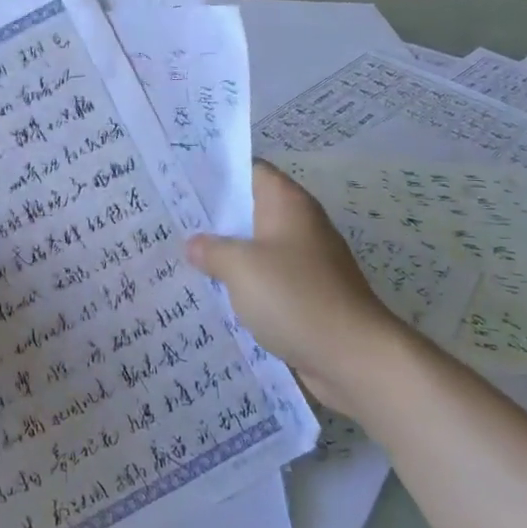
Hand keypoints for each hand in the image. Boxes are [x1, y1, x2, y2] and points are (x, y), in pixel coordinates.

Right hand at [186, 161, 408, 413]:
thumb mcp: (241, 268)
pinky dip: (244, 285)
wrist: (354, 357)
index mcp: (288, 204)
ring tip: (183, 258)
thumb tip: (195, 245)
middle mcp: (300, 226)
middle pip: (251, 209)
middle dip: (214, 217)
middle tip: (172, 221)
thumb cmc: (295, 297)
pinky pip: (267, 280)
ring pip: (257, 248)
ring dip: (227, 255)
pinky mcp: (307, 295)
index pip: (250, 170)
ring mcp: (306, 262)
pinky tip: (214, 296)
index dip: (217, 172)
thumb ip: (212, 250)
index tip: (182, 181)